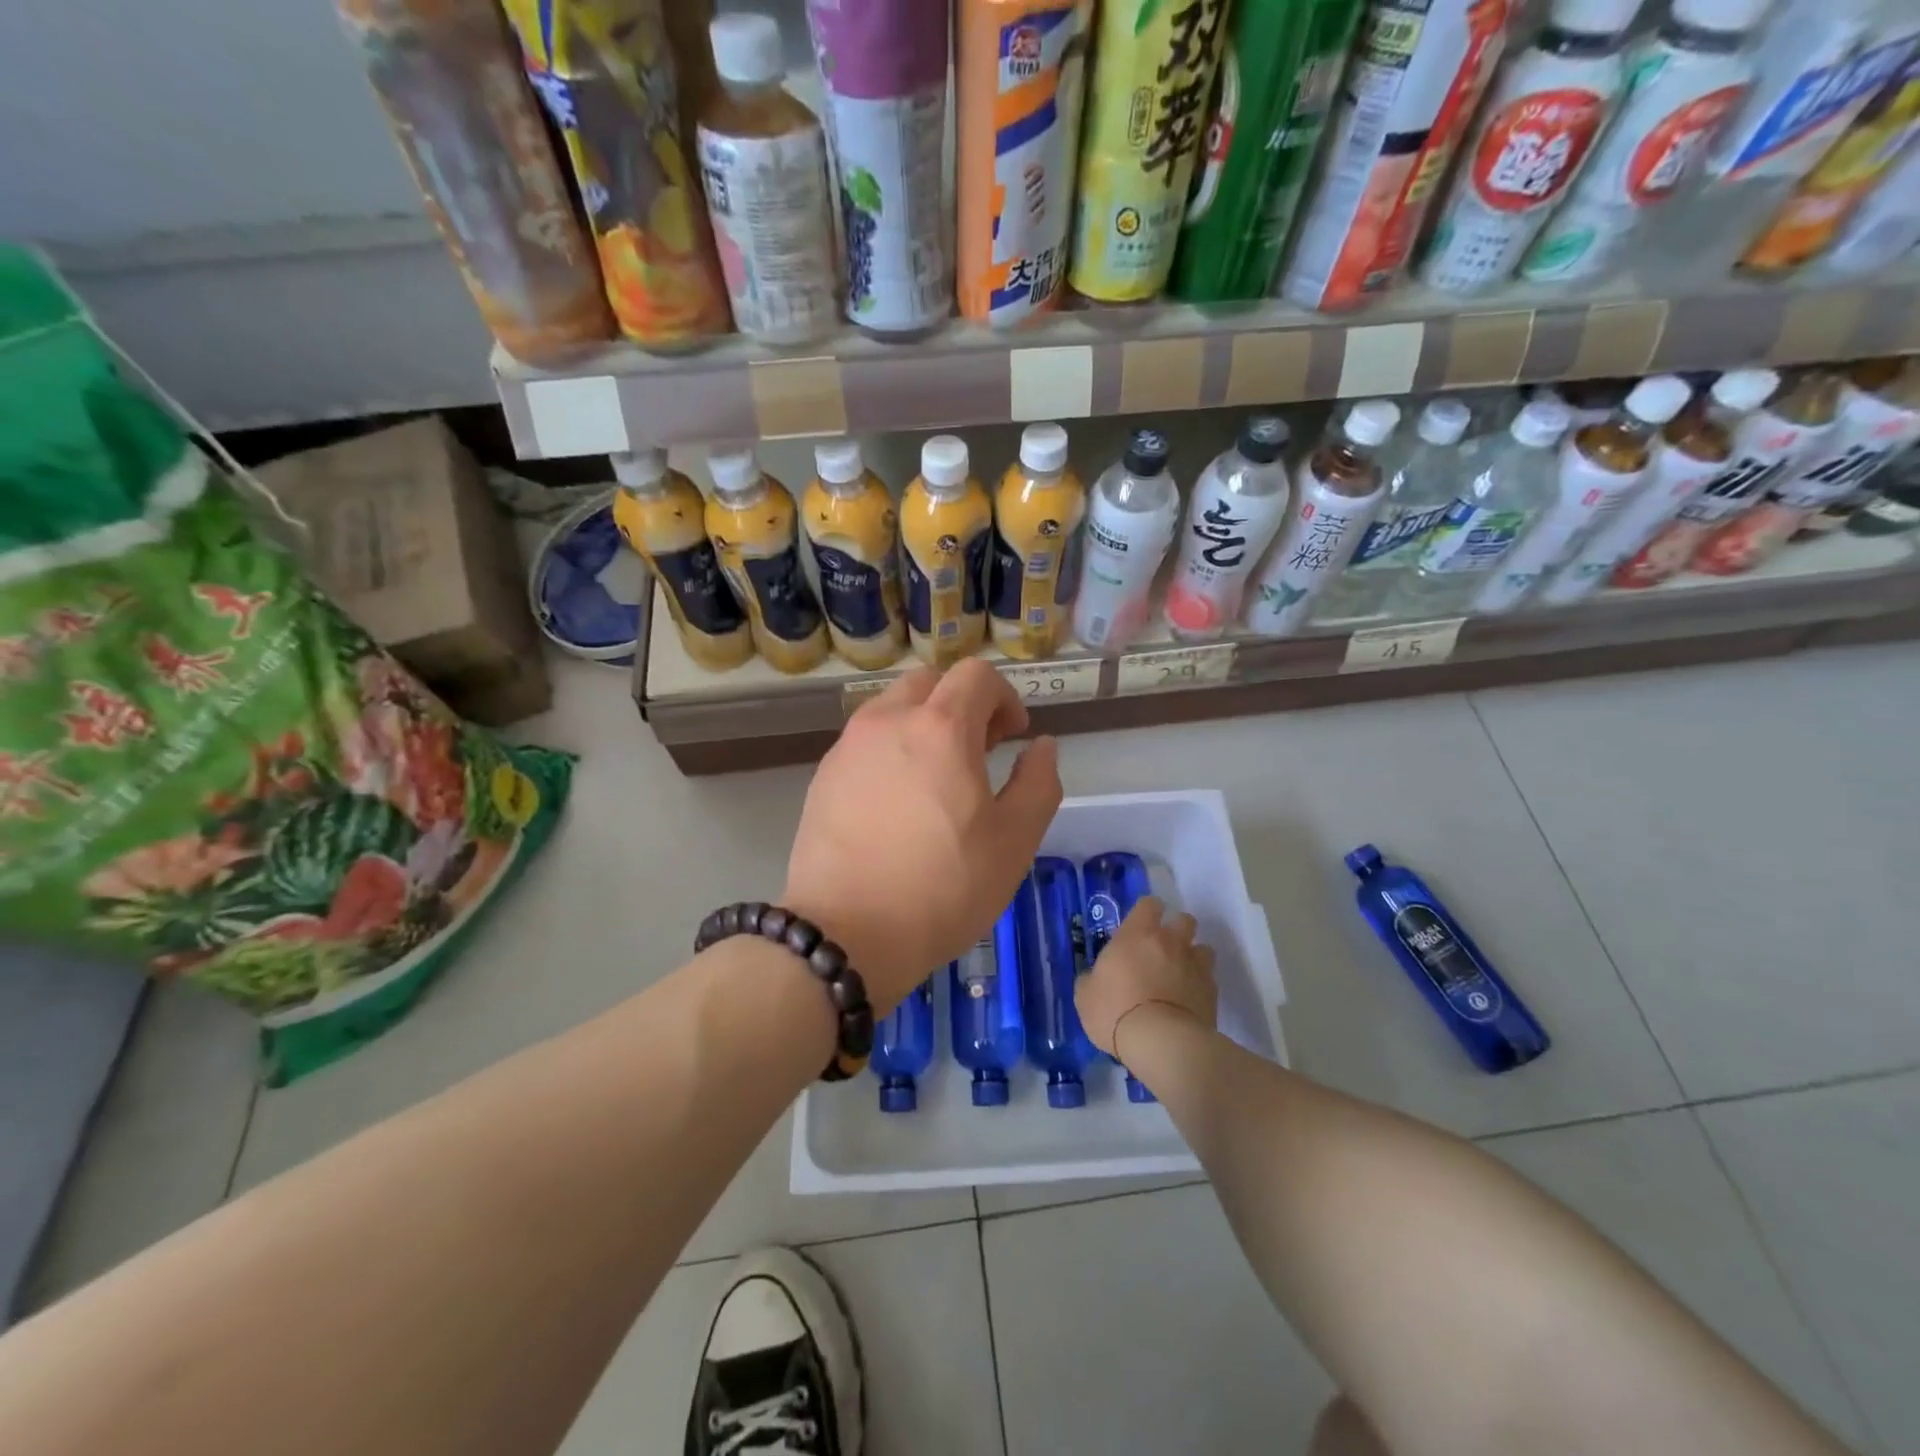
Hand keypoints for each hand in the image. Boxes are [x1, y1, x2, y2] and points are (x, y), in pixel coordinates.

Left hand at [783, 659, 1061, 1011]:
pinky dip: (892, 750)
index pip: (977, 675)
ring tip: (937, 779)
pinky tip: (898, 803)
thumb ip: (1038, 783)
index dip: (1005, 697)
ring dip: (924, 725)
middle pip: (931, 683)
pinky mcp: (823, 776)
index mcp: (940, 727)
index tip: (1013, 736)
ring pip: (893, 709)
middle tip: (979, 752)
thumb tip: (1040, 746)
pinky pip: (866, 742)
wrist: (845, 935)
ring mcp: (848, 746)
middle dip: (962, 705)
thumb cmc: (943, 888)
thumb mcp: (1014, 841)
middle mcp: (888, 721)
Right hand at [1075, 897, 1217, 1064]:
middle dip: (1176, 930)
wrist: (1161, 1043)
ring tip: (1180, 975)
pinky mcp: (1212, 991)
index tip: (1140, 926)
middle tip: (1162, 950)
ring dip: (1192, 957)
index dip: (1146, 912)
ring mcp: (1195, 965)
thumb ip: (1091, 979)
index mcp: (1136, 934)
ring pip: (1203, 948)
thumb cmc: (1115, 1011)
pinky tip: (1189, 1001)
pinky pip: (1209, 979)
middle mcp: (1170, 942)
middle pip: (1184, 920)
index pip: (1149, 904)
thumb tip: (1093, 978)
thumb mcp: (1085, 996)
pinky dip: (1200, 986)